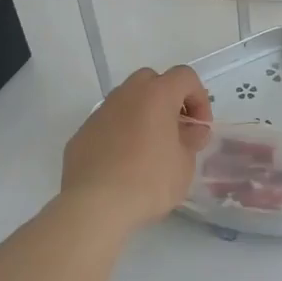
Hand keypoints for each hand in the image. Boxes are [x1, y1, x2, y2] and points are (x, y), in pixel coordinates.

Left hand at [61, 67, 212, 232]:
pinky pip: (108, 123)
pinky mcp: (82, 133)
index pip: (185, 76)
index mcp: (156, 94)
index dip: (199, 98)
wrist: (95, 204)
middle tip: (175, 130)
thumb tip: (191, 131)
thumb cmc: (149, 181)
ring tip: (149, 149)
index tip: (199, 128)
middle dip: (168, 100)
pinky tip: (123, 163)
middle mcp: (126, 94)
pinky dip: (120, 133)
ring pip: (127, 101)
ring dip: (142, 115)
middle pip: (152, 81)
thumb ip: (191, 140)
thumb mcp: (185, 164)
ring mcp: (100, 112)